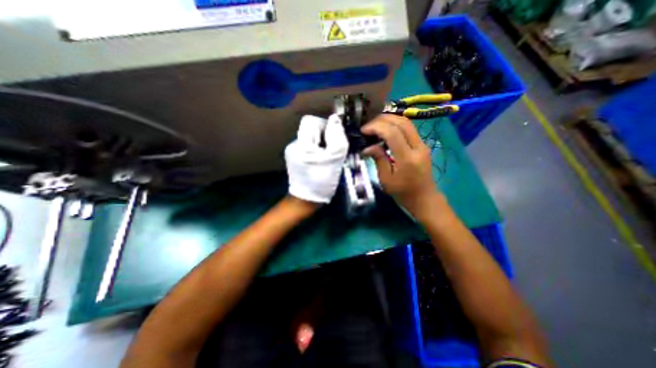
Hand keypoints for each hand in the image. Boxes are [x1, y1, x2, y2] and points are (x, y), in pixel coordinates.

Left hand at [286, 115, 349, 204]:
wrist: (306, 201)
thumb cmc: (321, 181)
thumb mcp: (334, 159)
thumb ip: (337, 137)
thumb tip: (335, 119)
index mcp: (302, 143)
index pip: (311, 120)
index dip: (325, 125)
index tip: (333, 139)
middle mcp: (294, 144)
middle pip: (311, 130)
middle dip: (325, 137)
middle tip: (333, 152)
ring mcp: (292, 152)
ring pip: (310, 139)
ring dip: (322, 145)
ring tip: (328, 159)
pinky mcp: (294, 158)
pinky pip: (308, 147)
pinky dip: (317, 151)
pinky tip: (321, 162)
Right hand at [361, 113, 436, 219]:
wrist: (424, 198)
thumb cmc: (403, 193)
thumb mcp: (386, 179)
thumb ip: (378, 159)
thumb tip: (367, 146)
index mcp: (407, 158)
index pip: (392, 133)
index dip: (376, 127)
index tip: (363, 130)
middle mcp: (418, 147)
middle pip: (402, 122)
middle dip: (382, 119)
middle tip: (368, 125)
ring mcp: (422, 145)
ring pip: (407, 123)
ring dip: (389, 120)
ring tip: (374, 125)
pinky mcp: (422, 145)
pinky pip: (409, 129)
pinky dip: (395, 125)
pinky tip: (385, 130)